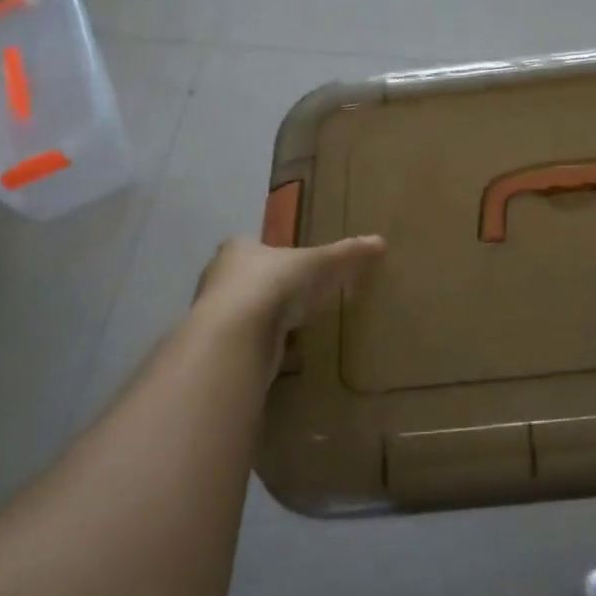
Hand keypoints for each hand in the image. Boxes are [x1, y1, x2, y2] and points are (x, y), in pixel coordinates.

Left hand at [190, 234, 385, 374]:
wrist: (236, 338)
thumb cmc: (274, 285)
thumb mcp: (320, 264)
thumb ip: (347, 254)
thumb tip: (381, 242)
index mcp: (238, 249)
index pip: (251, 245)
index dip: (271, 253)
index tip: (291, 265)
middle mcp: (218, 277)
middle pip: (245, 278)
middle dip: (266, 286)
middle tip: (295, 295)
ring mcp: (214, 315)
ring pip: (242, 312)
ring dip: (262, 319)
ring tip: (292, 326)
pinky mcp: (219, 348)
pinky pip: (245, 342)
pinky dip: (261, 346)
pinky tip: (280, 353)